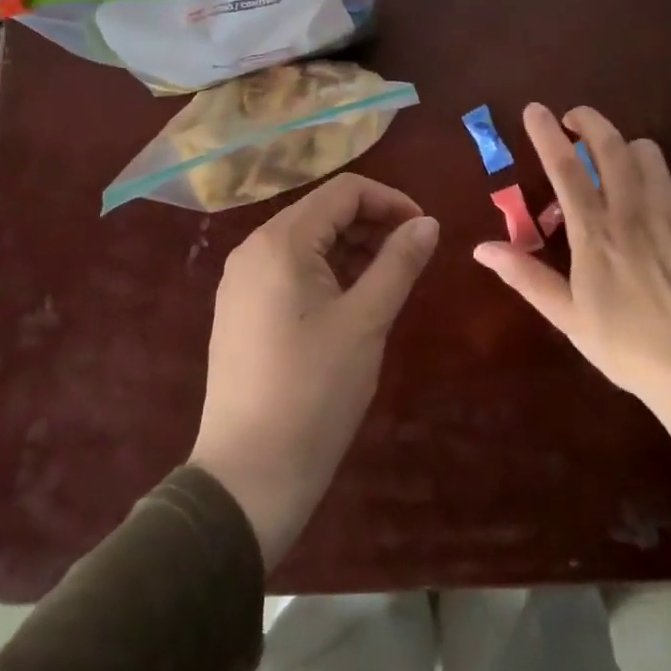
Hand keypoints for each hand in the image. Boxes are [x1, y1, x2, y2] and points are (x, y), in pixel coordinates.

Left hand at [188, 173, 438, 566]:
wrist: (247, 478)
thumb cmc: (313, 393)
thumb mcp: (366, 321)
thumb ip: (399, 263)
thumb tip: (429, 223)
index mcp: (281, 242)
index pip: (344, 191)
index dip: (390, 201)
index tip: (425, 232)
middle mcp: (254, 249)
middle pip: (323, 212)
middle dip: (372, 224)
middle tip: (412, 258)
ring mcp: (243, 281)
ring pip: (308, 242)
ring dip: (352, 249)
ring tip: (389, 281)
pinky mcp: (242, 310)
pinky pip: (291, 270)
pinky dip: (328, 273)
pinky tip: (353, 302)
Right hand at [473, 103, 670, 460]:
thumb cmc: (624, 346)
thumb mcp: (567, 316)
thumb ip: (525, 276)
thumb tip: (481, 248)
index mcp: (595, 233)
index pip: (565, 167)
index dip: (547, 133)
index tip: (535, 109)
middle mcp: (634, 213)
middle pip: (611, 145)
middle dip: (590, 121)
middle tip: (576, 119)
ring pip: (649, 155)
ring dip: (627, 151)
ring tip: (619, 167)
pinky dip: (663, 190)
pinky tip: (661, 218)